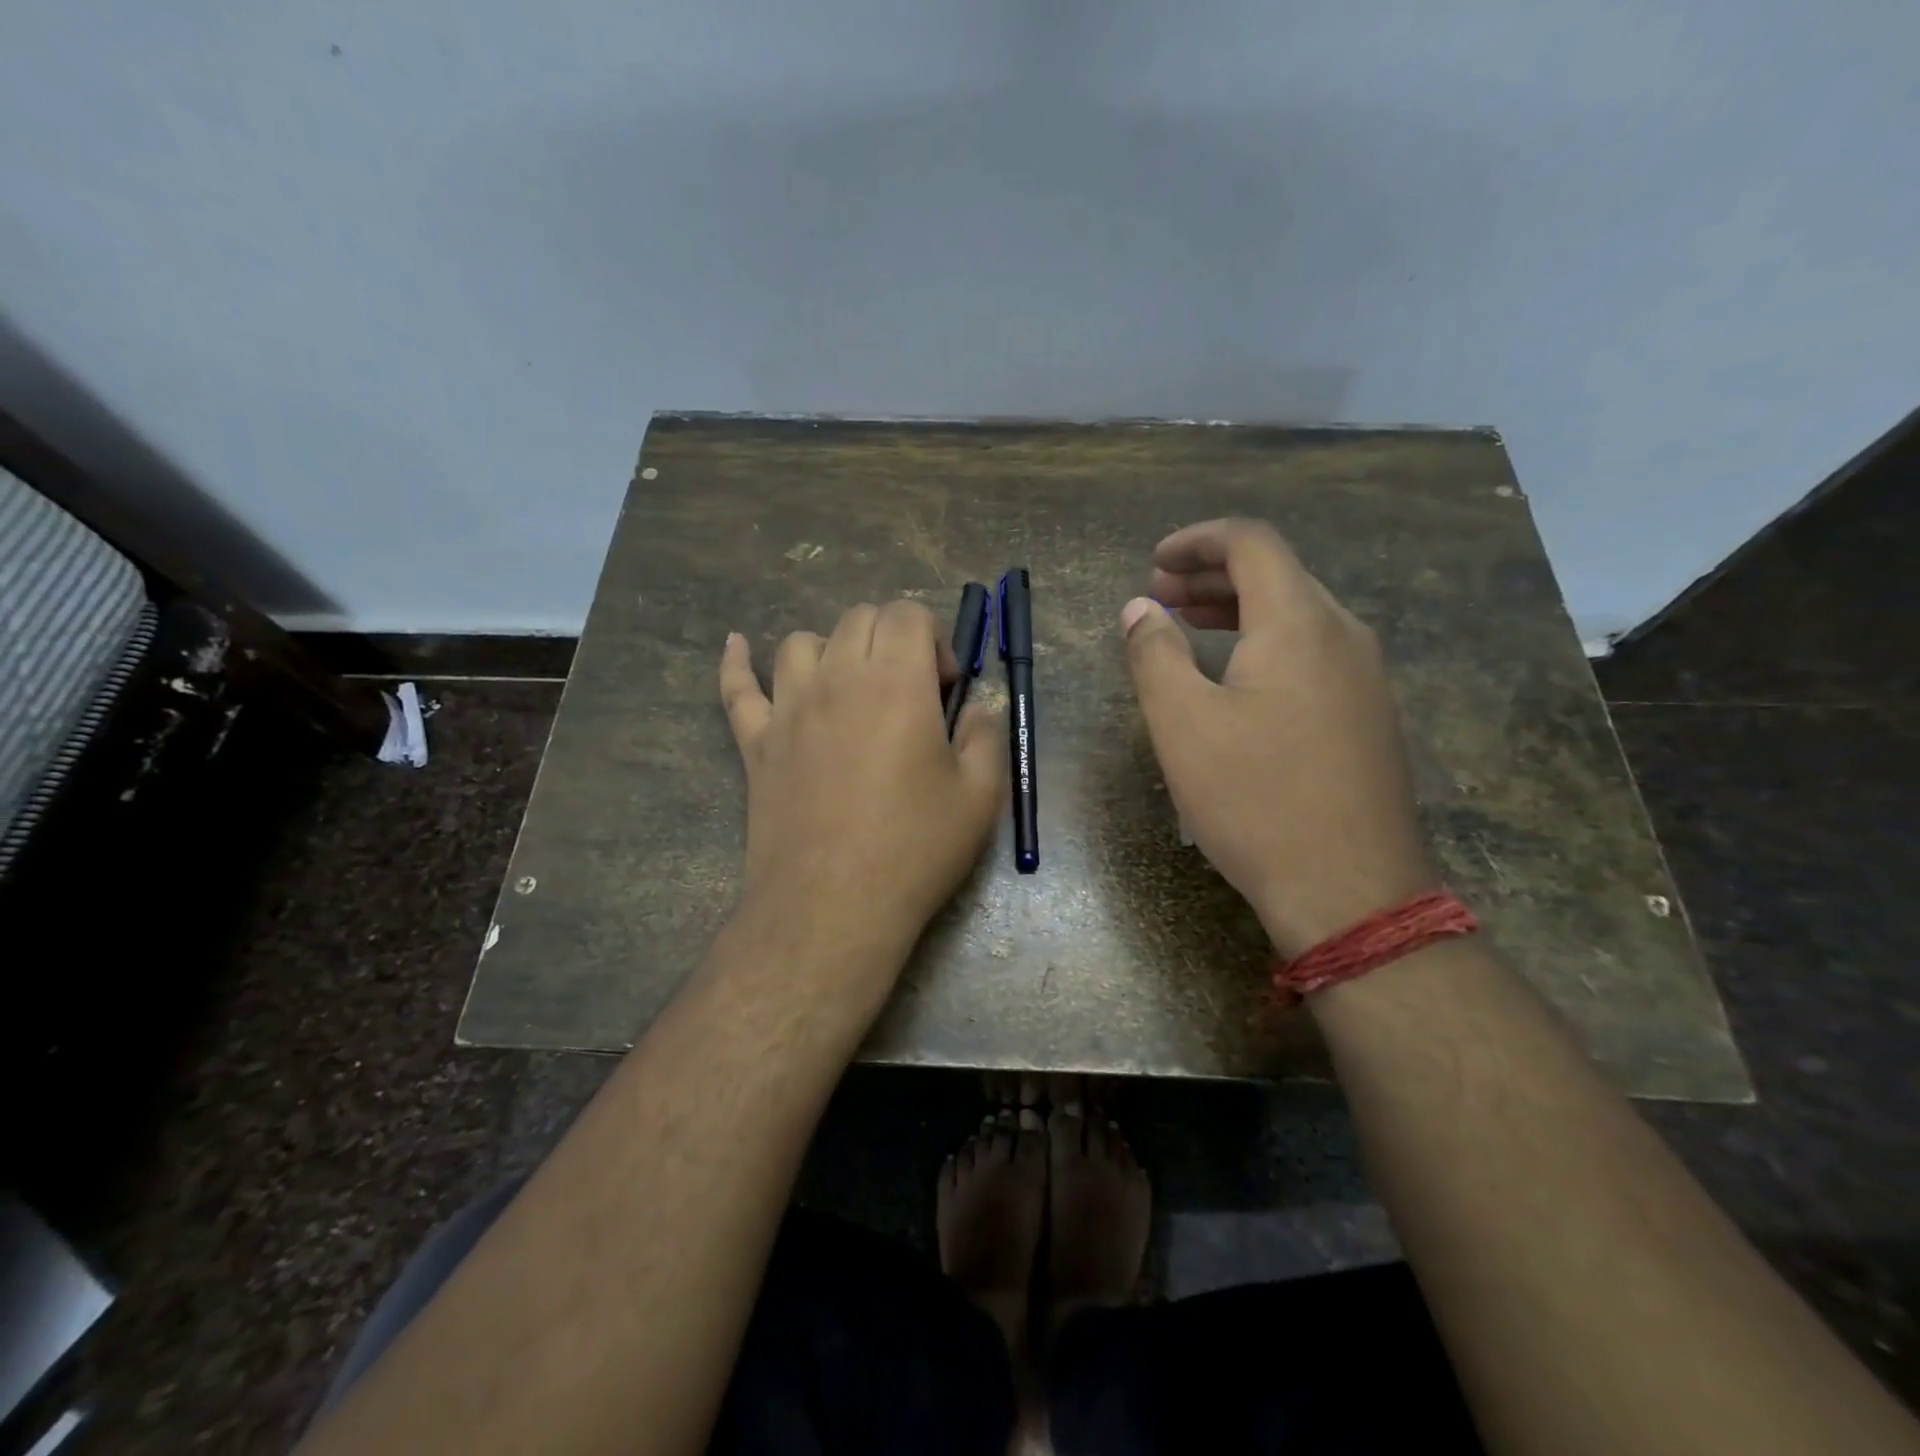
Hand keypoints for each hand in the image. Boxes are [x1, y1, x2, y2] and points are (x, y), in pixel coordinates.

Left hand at [719, 600, 1005, 968]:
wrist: (833, 907)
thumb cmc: (914, 850)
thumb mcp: (981, 796)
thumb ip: (986, 736)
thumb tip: (975, 709)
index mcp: (896, 682)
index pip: (907, 613)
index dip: (935, 640)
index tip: (945, 689)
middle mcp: (837, 678)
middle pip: (858, 619)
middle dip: (892, 639)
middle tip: (909, 692)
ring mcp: (787, 708)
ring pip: (802, 643)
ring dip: (834, 651)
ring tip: (852, 689)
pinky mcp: (755, 743)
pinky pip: (737, 688)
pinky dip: (737, 662)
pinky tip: (737, 645)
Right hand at [1120, 519, 1435, 957]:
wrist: (1350, 890)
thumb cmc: (1255, 800)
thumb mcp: (1183, 724)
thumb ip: (1154, 653)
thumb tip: (1138, 608)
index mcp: (1298, 622)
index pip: (1251, 543)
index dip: (1197, 540)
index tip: (1154, 563)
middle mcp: (1343, 634)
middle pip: (1277, 573)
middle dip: (1211, 574)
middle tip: (1157, 596)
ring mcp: (1366, 675)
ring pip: (1297, 613)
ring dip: (1238, 608)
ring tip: (1187, 626)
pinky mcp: (1369, 713)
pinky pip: (1313, 650)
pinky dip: (1265, 642)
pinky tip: (1235, 677)